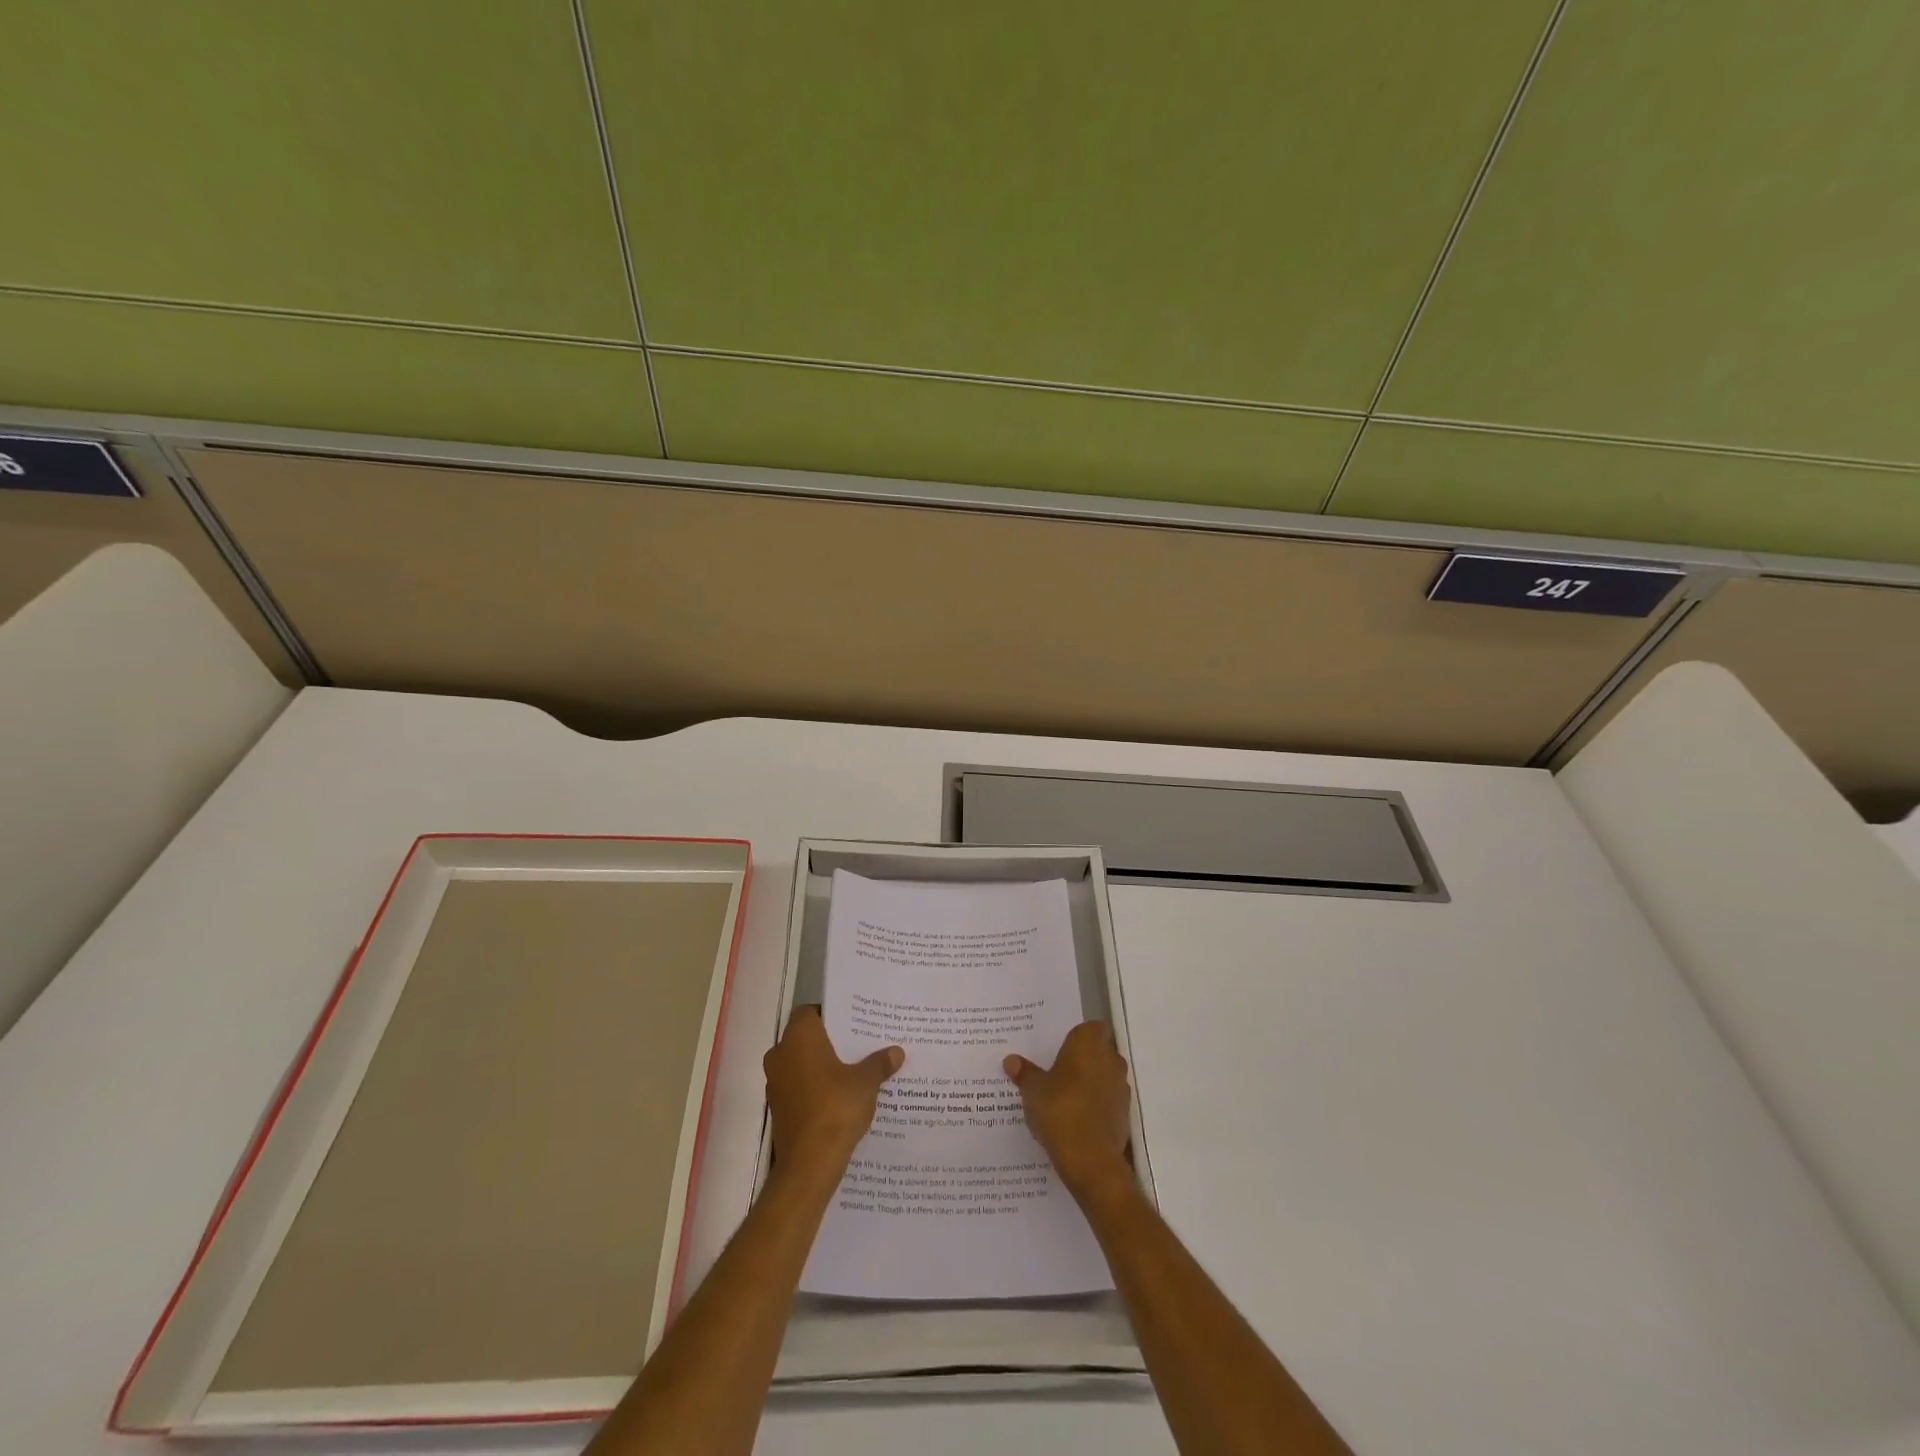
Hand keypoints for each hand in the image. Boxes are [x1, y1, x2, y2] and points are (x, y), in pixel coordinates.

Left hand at [764, 1006, 903, 1182]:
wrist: (808, 1164)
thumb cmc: (835, 1108)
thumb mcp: (866, 1083)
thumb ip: (879, 1064)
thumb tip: (896, 1052)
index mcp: (799, 1037)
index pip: (810, 1011)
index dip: (830, 1014)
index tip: (852, 1022)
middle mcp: (781, 1054)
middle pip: (805, 1037)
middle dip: (829, 1041)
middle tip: (858, 1043)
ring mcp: (775, 1082)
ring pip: (800, 1063)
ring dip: (821, 1066)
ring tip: (853, 1070)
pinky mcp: (778, 1107)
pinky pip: (798, 1086)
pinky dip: (814, 1087)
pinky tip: (839, 1097)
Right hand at [1005, 1020, 1133, 1200]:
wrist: (1091, 1160)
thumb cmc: (1060, 1111)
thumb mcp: (1033, 1091)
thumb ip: (1025, 1073)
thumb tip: (1011, 1060)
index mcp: (1089, 1043)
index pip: (1091, 1027)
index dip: (1078, 1036)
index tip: (1060, 1048)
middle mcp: (1110, 1059)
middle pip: (1098, 1050)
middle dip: (1082, 1059)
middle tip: (1056, 1070)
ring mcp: (1121, 1087)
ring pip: (1104, 1075)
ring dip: (1090, 1082)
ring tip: (1064, 1096)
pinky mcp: (1124, 1113)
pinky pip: (1108, 1099)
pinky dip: (1096, 1104)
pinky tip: (1076, 1117)